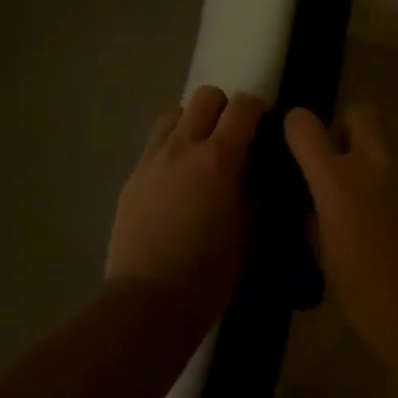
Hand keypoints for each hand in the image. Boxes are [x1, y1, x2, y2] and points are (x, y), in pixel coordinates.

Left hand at [109, 86, 265, 330]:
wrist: (148, 301)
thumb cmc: (209, 272)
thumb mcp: (249, 230)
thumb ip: (256, 189)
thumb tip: (257, 167)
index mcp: (219, 158)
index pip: (243, 106)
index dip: (259, 110)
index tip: (265, 129)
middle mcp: (183, 146)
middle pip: (206, 96)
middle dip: (225, 109)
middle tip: (233, 139)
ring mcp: (153, 159)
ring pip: (175, 113)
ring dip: (193, 124)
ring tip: (200, 155)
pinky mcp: (133, 176)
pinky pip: (155, 143)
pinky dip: (172, 147)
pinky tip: (177, 181)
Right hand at [284, 106, 397, 363]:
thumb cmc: (370, 297)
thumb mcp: (326, 258)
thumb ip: (315, 216)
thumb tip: (313, 200)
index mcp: (337, 181)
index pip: (304, 125)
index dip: (297, 129)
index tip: (298, 145)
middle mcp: (375, 161)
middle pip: (359, 112)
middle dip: (347, 130)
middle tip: (344, 165)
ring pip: (389, 140)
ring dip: (377, 158)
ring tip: (378, 198)